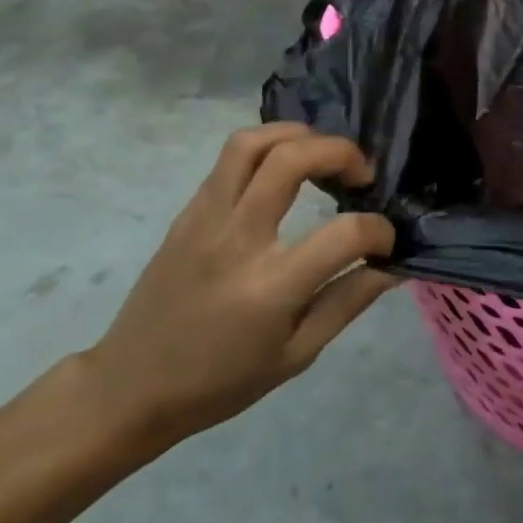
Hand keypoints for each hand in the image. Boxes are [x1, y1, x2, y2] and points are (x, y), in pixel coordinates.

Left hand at [84, 123, 397, 448]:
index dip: (379, 231)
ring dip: (298, 135)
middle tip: (361, 175)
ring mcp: (205, 219)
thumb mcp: (297, 355)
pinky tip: (284, 171)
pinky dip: (267, 150)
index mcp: (270, 287)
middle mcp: (237, 240)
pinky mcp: (187, 213)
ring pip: (251, 143)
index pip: (344, 234)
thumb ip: (348, 302)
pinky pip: (228, 161)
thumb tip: (392, 266)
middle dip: (341, 152)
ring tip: (323, 155)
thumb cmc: (221, 382)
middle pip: (291, 159)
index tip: (386, 242)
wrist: (131, 387)